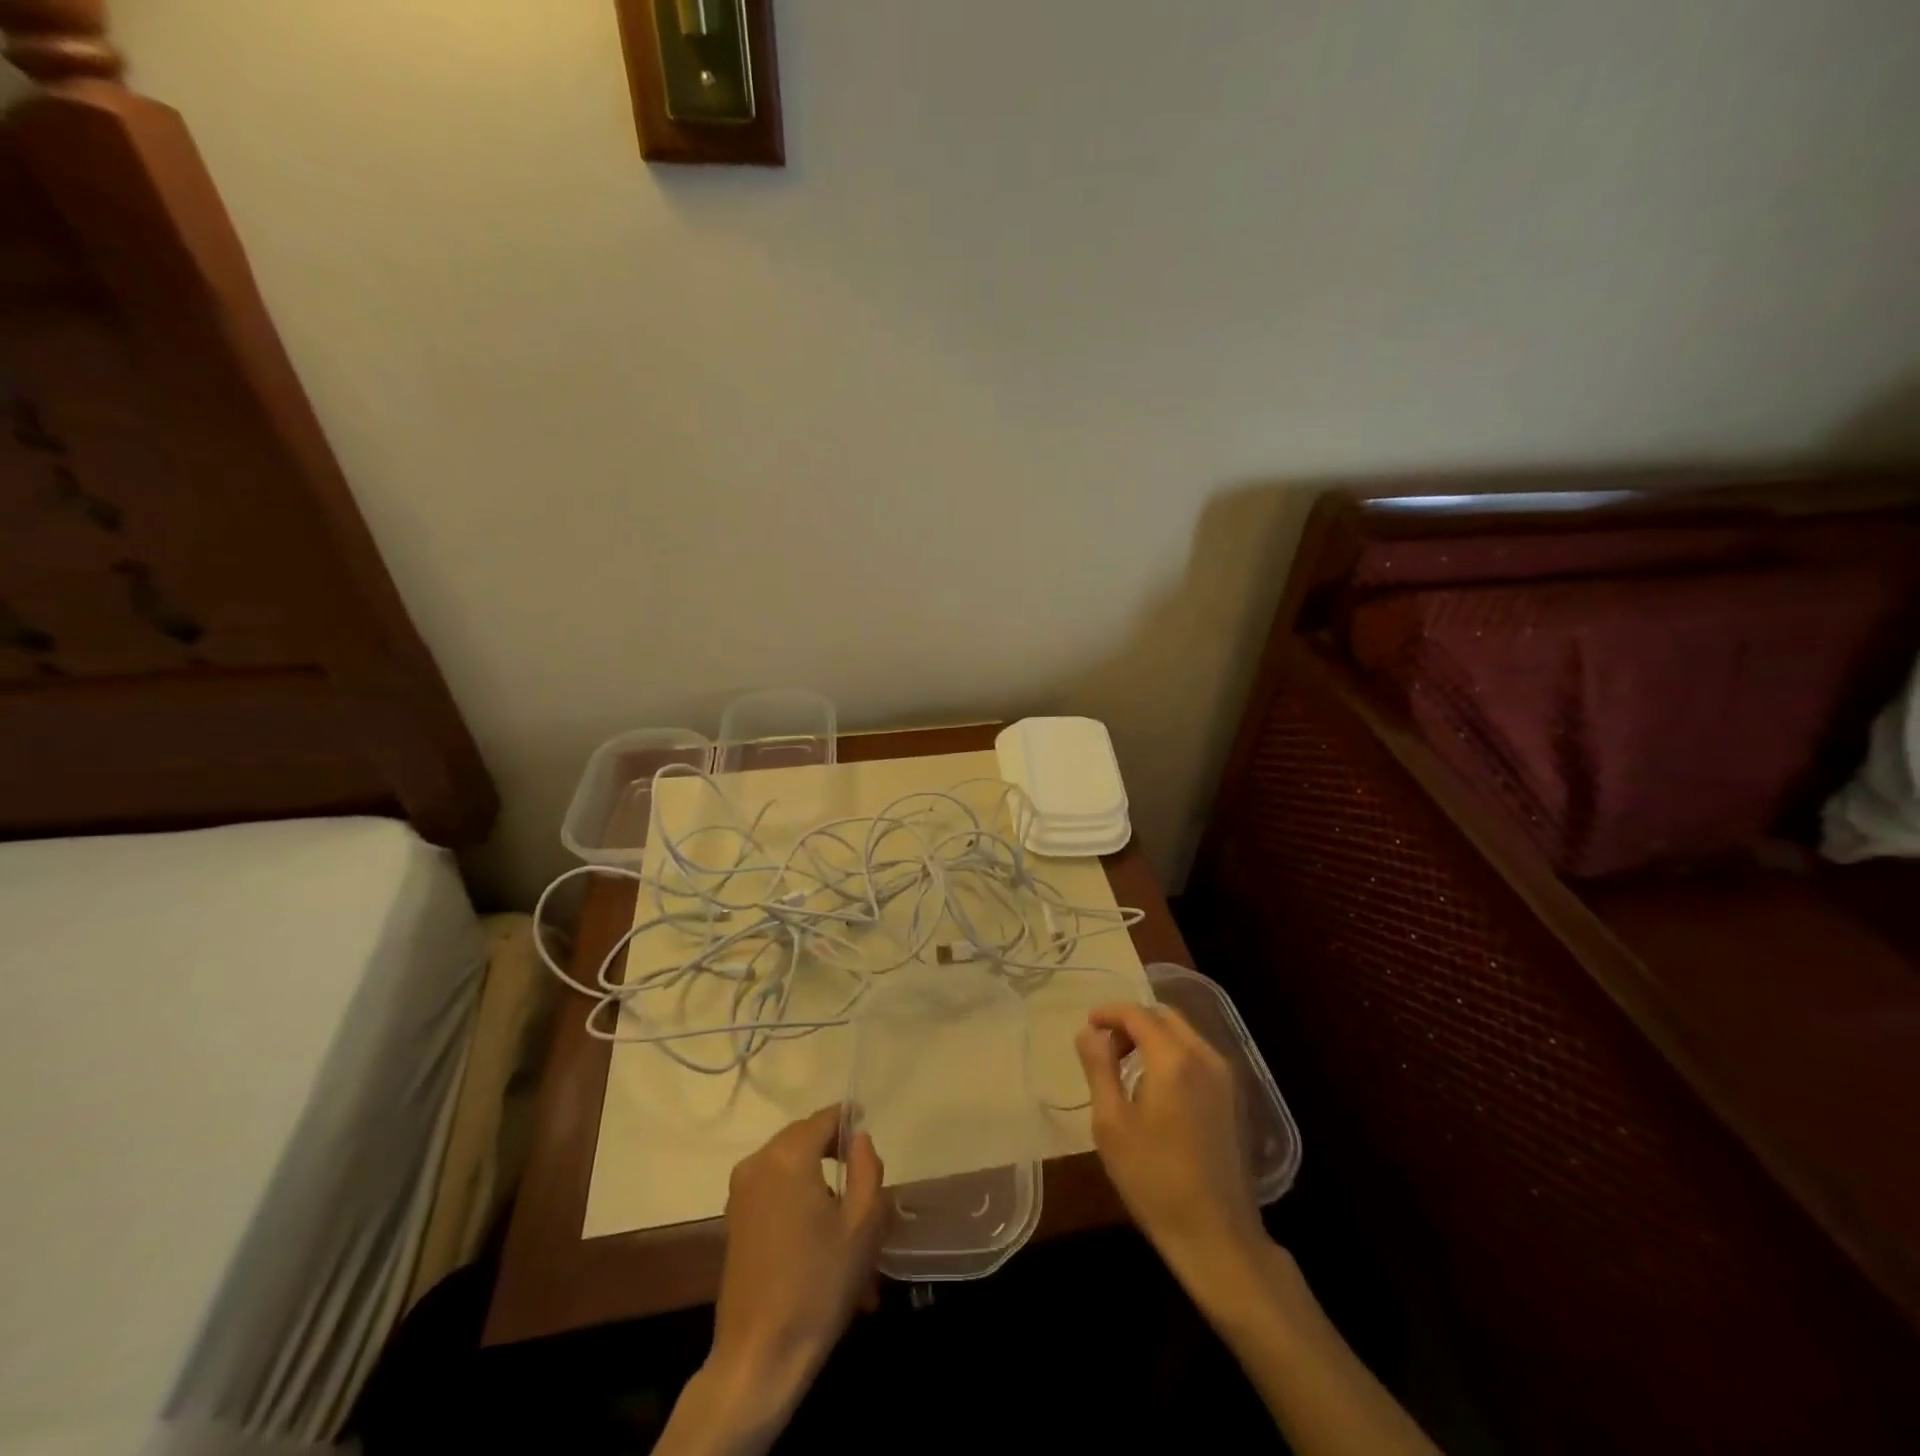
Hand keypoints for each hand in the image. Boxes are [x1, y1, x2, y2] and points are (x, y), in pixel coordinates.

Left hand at [703, 1105, 886, 1424]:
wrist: (759, 1356)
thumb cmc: (818, 1285)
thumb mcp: (863, 1225)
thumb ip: (867, 1168)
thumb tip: (859, 1139)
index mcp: (788, 1156)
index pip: (825, 1118)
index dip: (849, 1121)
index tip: (869, 1133)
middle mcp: (758, 1163)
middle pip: (803, 1137)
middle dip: (832, 1149)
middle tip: (861, 1175)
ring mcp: (740, 1192)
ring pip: (788, 1163)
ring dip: (815, 1175)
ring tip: (844, 1212)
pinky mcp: (734, 1219)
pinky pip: (772, 1188)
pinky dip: (796, 1195)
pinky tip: (817, 1233)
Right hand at [1076, 1002, 1266, 1296]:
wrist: (1217, 1236)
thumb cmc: (1154, 1179)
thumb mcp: (1111, 1123)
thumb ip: (1099, 1068)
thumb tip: (1088, 1032)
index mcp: (1174, 1059)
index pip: (1138, 1014)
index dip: (1109, 1012)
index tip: (1087, 1025)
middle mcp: (1205, 1057)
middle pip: (1165, 1017)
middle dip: (1131, 1022)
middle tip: (1104, 1046)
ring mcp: (1225, 1078)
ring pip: (1183, 1034)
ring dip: (1152, 1037)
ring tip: (1124, 1066)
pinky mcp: (1232, 1098)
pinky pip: (1197, 1056)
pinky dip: (1171, 1054)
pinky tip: (1153, 1086)